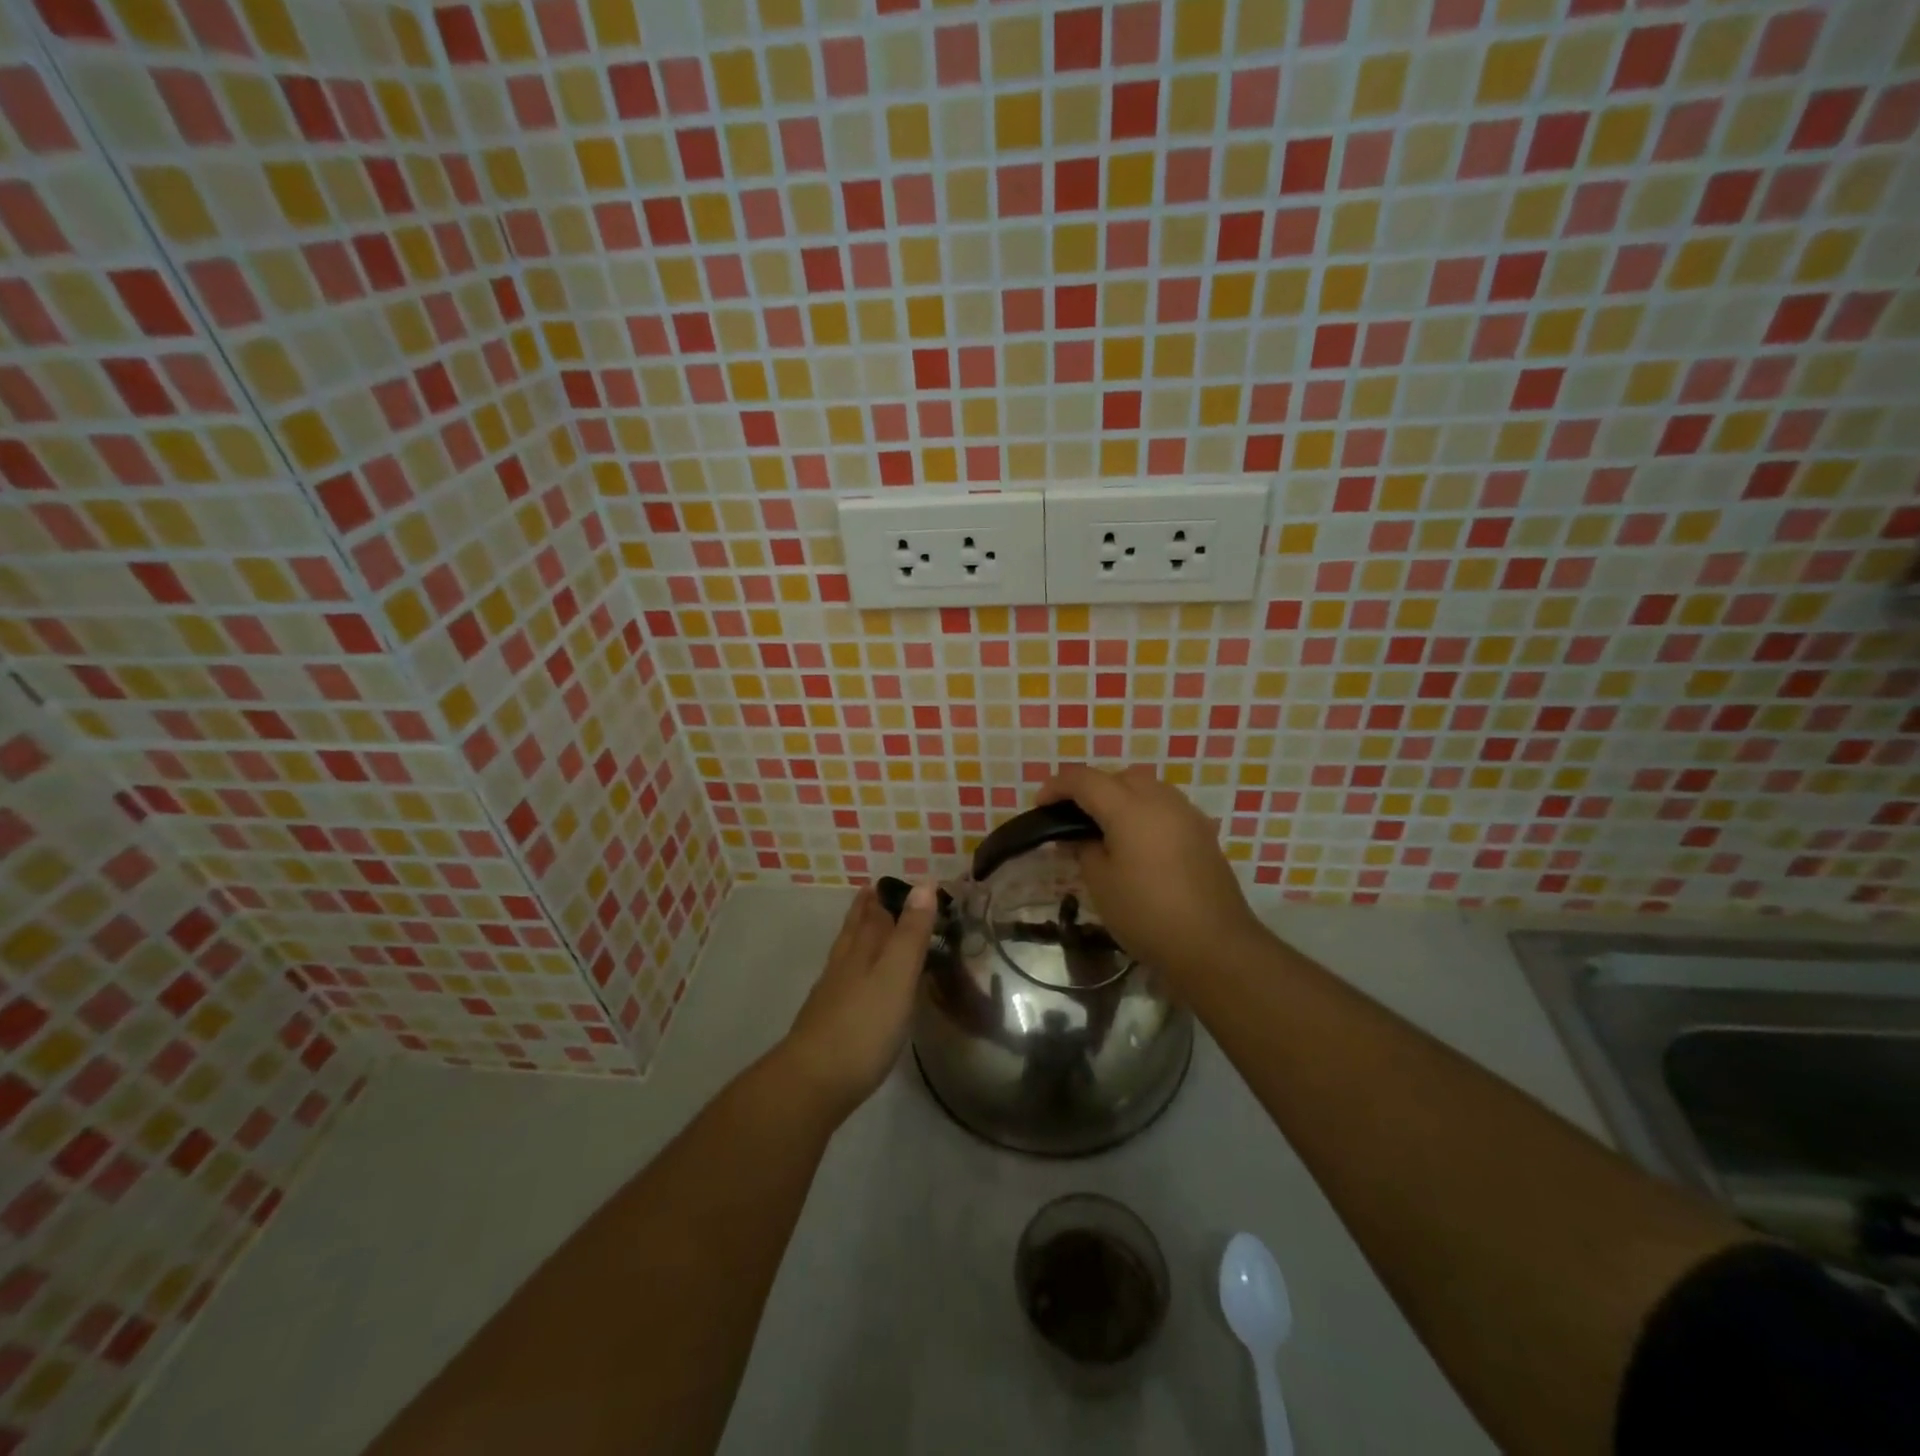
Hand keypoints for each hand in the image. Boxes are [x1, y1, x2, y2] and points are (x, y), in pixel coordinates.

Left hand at [779, 883, 936, 1119]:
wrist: (812, 1082)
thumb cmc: (863, 1025)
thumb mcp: (897, 975)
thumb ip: (911, 933)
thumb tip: (923, 883)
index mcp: (862, 951)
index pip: (874, 914)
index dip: (884, 897)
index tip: (891, 881)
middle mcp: (844, 966)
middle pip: (855, 930)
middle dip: (865, 911)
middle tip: (872, 892)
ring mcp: (831, 995)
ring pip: (845, 954)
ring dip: (856, 936)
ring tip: (864, 927)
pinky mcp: (827, 1023)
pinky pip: (843, 981)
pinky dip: (852, 968)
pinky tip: (854, 982)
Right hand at [1038, 765, 1265, 988]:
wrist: (1214, 945)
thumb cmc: (1147, 914)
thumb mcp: (1101, 883)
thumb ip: (1084, 849)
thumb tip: (1081, 836)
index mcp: (1130, 808)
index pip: (1085, 780)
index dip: (1057, 786)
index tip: (1040, 805)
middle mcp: (1161, 800)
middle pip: (1119, 777)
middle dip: (1091, 788)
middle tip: (1072, 817)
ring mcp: (1187, 815)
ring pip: (1146, 788)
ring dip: (1121, 797)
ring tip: (1104, 828)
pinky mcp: (1203, 834)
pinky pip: (1165, 807)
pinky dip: (1144, 812)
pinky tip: (1137, 842)